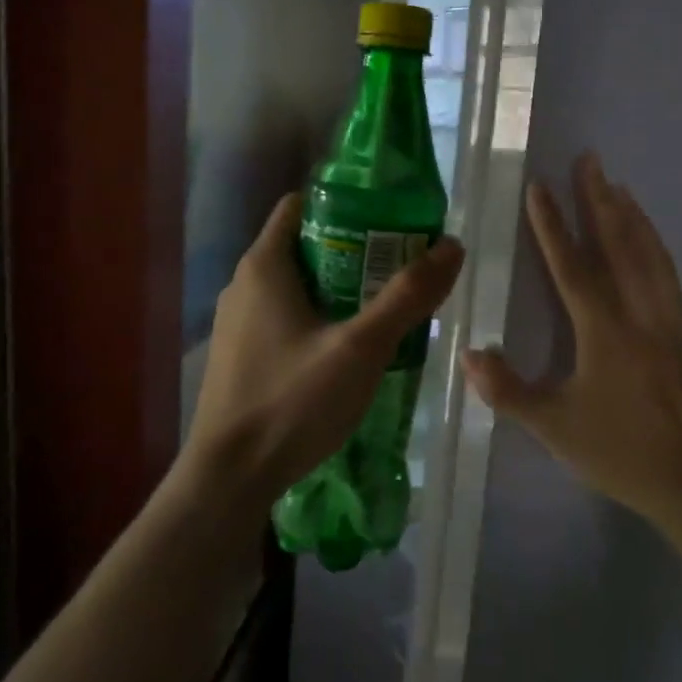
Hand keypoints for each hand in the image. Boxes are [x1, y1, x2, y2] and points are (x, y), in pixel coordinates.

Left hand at [184, 194, 464, 504]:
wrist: (230, 477)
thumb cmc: (292, 401)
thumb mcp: (360, 347)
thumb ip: (407, 296)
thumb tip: (451, 246)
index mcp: (264, 265)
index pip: (302, 205)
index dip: (347, 204)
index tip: (391, 220)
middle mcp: (244, 284)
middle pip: (305, 246)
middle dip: (354, 252)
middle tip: (401, 269)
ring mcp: (237, 323)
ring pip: (296, 287)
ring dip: (339, 290)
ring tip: (384, 309)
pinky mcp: (240, 356)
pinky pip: (284, 319)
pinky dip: (318, 320)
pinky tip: (348, 351)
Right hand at [461, 153, 681, 526]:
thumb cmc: (616, 452)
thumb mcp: (552, 427)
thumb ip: (507, 390)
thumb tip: (469, 355)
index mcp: (605, 334)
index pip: (573, 268)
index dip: (552, 227)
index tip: (538, 188)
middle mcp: (640, 316)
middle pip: (620, 246)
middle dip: (600, 201)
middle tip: (589, 160)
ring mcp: (668, 322)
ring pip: (650, 256)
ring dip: (631, 216)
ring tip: (616, 185)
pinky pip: (667, 275)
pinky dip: (654, 246)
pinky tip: (647, 238)